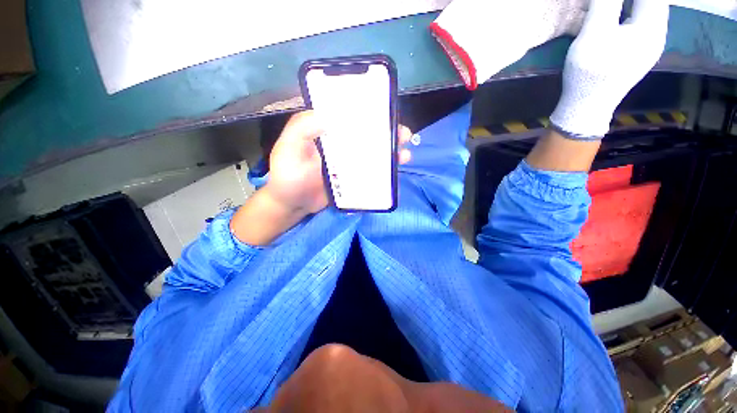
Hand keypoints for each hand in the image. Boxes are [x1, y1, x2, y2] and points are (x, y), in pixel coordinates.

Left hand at [232, 111, 411, 245]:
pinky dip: (384, 170)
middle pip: (367, 134)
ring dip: (391, 151)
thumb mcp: (288, 149)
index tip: (386, 111)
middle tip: (403, 135)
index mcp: (326, 131)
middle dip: (387, 132)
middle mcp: (340, 143)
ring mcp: (349, 162)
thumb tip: (330, 115)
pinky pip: (372, 171)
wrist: (293, 205)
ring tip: (404, 154)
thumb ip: (302, 129)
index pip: (349, 115)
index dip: (368, 111)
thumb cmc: (287, 177)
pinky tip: (395, 171)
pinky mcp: (354, 178)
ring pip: (373, 152)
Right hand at [550, 0, 669, 138]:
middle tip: (608, 4)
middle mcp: (657, 33)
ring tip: (614, 6)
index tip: (607, 1)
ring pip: (648, 12)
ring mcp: (650, 46)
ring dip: (632, 6)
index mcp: (651, 26)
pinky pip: (642, 24)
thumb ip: (605, 4)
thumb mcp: (593, 33)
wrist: (588, 106)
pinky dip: (631, 14)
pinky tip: (619, 17)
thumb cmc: (590, 71)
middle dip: (635, 1)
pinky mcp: (640, 54)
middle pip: (652, 4)